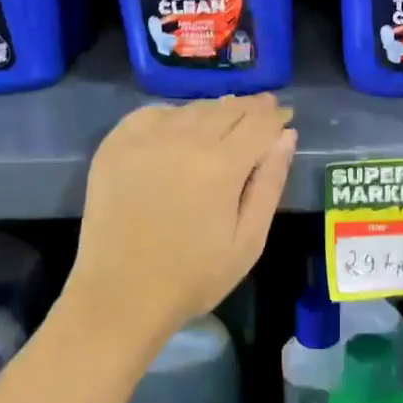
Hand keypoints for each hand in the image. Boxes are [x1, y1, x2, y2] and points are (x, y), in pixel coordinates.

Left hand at [67, 94, 297, 348]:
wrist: (121, 295)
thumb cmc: (193, 276)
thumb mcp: (248, 240)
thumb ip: (270, 183)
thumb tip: (286, 136)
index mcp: (222, 165)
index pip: (259, 123)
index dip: (276, 115)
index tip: (285, 114)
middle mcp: (184, 139)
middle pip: (228, 108)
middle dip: (251, 107)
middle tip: (263, 108)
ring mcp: (145, 138)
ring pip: (193, 108)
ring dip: (216, 109)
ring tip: (228, 116)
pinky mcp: (116, 144)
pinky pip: (154, 113)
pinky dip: (175, 114)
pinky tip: (181, 125)